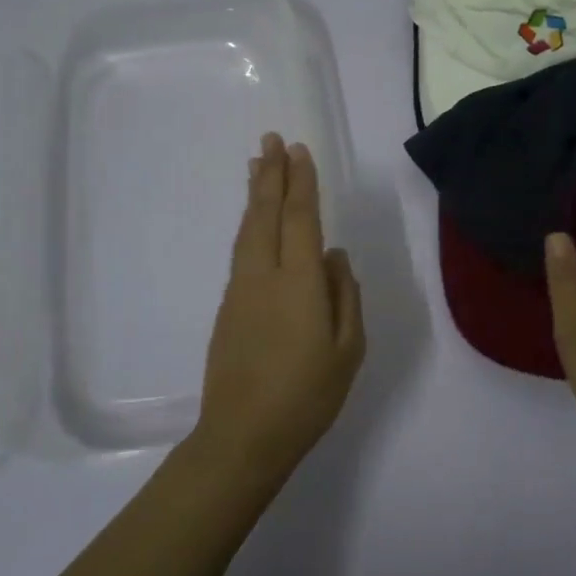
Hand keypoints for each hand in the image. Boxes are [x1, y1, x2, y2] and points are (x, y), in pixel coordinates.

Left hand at [196, 133, 365, 471]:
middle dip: (271, 174)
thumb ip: (344, 296)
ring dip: (256, 194)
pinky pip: (242, 251)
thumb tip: (334, 256)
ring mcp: (240, 290)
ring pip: (248, 230)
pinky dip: (249, 224)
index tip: (299, 151)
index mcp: (298, 283)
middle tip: (271, 139)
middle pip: (266, 214)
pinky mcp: (228, 307)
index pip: (300, 219)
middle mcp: (264, 275)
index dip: (301, 183)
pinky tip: (254, 221)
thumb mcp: (347, 350)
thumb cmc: (307, 396)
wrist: (242, 436)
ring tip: (258, 165)